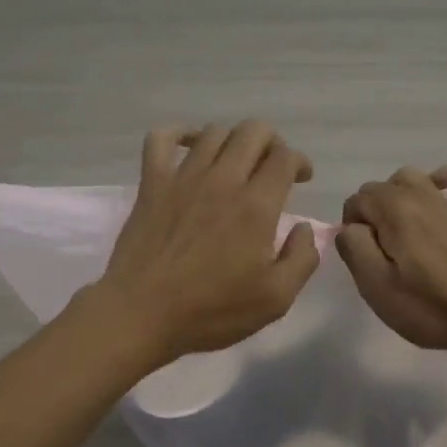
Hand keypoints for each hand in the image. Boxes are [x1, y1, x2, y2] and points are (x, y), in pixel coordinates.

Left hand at [95, 121, 318, 365]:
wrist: (142, 314)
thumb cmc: (212, 311)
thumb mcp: (276, 298)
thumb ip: (302, 258)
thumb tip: (304, 227)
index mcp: (256, 205)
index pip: (285, 157)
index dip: (299, 161)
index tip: (301, 179)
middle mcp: (222, 180)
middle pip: (253, 131)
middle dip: (272, 142)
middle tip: (272, 168)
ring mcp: (183, 177)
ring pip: (214, 132)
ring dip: (233, 141)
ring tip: (236, 163)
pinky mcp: (152, 183)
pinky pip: (161, 138)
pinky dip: (178, 133)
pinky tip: (189, 146)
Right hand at [335, 166, 446, 355]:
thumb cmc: (426, 307)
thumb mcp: (375, 286)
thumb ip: (354, 247)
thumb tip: (351, 228)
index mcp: (395, 210)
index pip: (356, 200)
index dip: (351, 227)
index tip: (361, 256)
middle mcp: (421, 195)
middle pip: (380, 188)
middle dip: (371, 212)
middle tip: (378, 252)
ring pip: (412, 178)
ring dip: (397, 195)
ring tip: (398, 228)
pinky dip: (443, 181)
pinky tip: (436, 195)